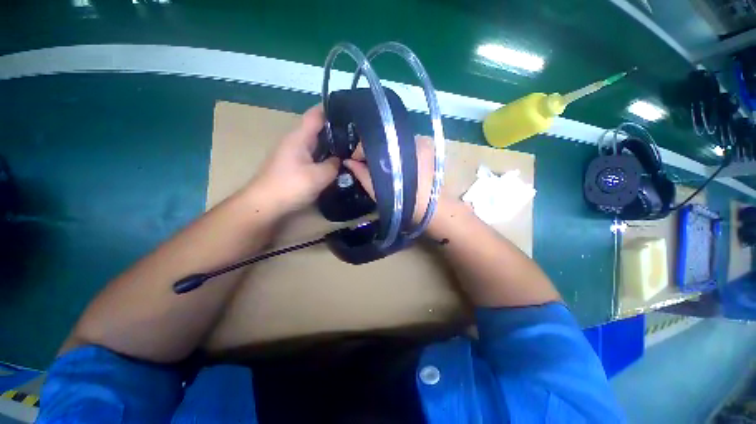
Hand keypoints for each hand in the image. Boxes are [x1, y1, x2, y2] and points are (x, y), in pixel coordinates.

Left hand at [252, 105, 339, 214]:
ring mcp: (292, 153)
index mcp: (299, 137)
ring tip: (350, 147)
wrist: (264, 204)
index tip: (350, 111)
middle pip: (317, 128)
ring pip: (315, 142)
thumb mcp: (319, 176)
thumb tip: (340, 160)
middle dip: (335, 129)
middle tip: (356, 134)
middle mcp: (295, 141)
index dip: (331, 109)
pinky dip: (324, 155)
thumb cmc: (291, 186)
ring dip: (330, 144)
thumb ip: (334, 165)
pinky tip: (334, 162)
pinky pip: (312, 154)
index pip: (316, 114)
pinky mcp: (293, 165)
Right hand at [344, 135, 455, 224]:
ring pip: (395, 143)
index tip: (356, 163)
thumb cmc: (403, 202)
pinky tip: (400, 165)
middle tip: (370, 166)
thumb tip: (348, 162)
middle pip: (384, 141)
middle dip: (375, 153)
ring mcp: (421, 141)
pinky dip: (401, 153)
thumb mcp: (377, 190)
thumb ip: (362, 173)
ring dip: (388, 153)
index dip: (360, 152)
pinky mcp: (429, 146)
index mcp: (394, 149)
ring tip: (385, 167)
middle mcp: (408, 139)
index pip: (371, 142)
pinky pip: (408, 145)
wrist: (432, 209)